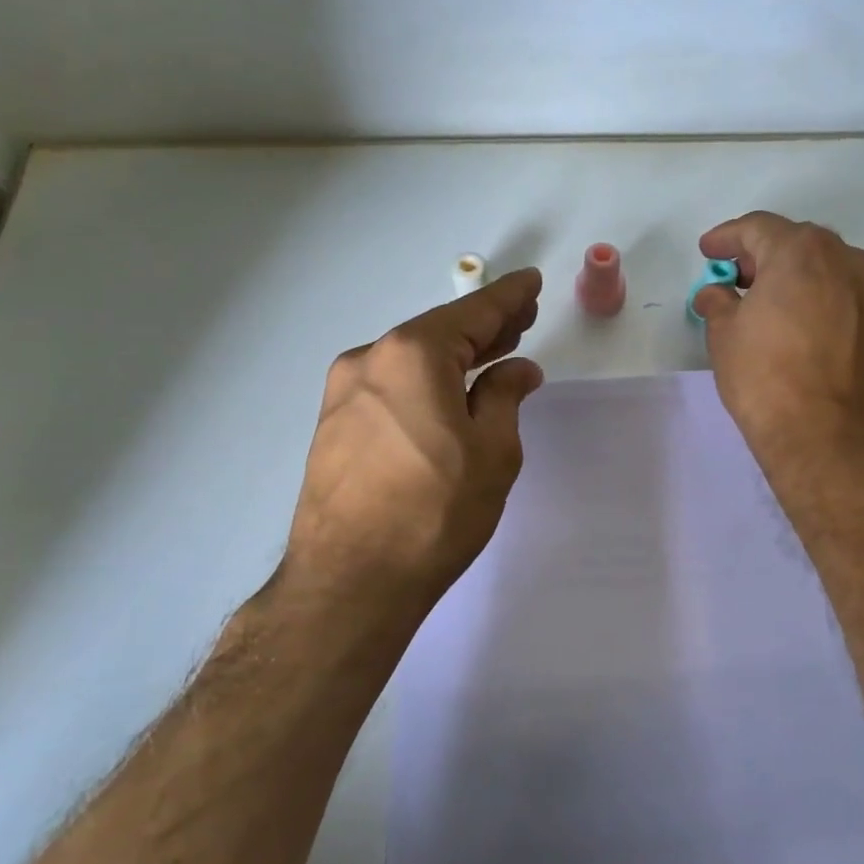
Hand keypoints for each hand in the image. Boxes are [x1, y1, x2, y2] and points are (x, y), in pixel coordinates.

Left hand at [280, 269, 544, 614]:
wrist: (351, 580)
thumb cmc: (435, 511)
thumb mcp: (493, 450)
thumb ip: (505, 397)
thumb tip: (516, 370)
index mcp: (412, 354)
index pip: (472, 313)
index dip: (508, 298)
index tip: (530, 282)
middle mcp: (370, 360)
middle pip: (438, 332)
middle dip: (483, 327)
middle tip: (521, 320)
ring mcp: (344, 394)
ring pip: (411, 362)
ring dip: (454, 358)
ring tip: (492, 356)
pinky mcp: (333, 427)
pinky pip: (390, 389)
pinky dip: (425, 383)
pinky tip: (448, 397)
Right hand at [694, 212, 863, 478]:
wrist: (830, 438)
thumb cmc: (767, 378)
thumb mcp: (725, 336)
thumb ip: (718, 304)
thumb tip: (716, 295)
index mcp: (801, 251)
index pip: (757, 228)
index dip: (727, 238)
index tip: (707, 252)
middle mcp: (844, 260)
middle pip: (795, 243)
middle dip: (761, 255)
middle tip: (733, 277)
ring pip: (822, 269)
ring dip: (790, 277)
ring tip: (762, 302)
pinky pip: (838, 296)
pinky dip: (813, 298)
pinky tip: (793, 324)